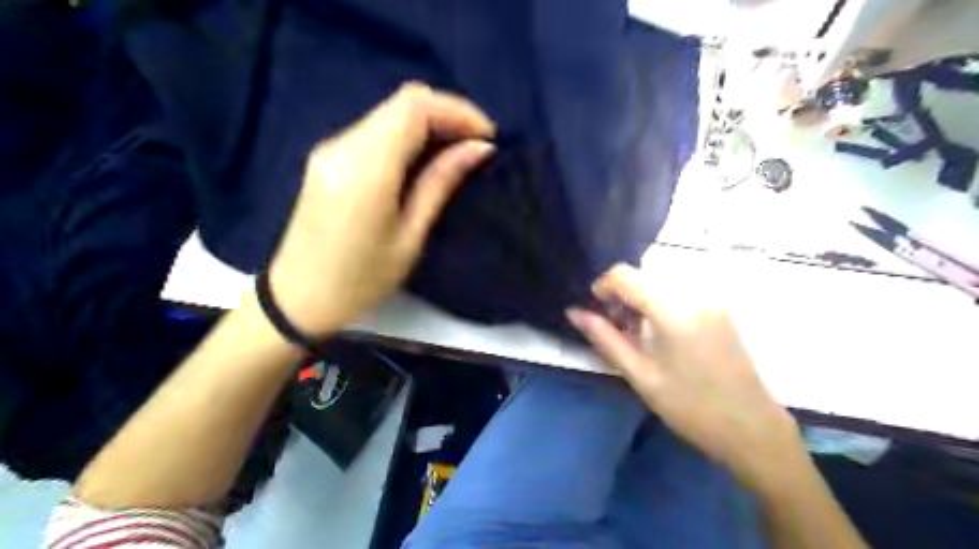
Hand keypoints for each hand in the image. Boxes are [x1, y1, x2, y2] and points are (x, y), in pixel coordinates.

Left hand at [267, 84, 493, 337]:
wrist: (298, 299)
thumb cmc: (360, 281)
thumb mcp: (409, 237)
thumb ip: (440, 183)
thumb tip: (478, 148)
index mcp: (366, 168)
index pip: (414, 106)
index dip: (457, 111)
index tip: (487, 136)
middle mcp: (343, 146)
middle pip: (402, 103)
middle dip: (447, 115)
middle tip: (477, 145)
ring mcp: (331, 149)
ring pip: (389, 114)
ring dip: (429, 125)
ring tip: (458, 153)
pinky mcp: (328, 158)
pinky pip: (376, 131)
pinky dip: (407, 136)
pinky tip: (425, 161)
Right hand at [567, 262, 801, 493]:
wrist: (751, 427)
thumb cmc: (690, 407)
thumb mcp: (640, 375)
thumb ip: (605, 338)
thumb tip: (574, 312)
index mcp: (673, 310)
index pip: (625, 274)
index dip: (602, 286)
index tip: (597, 311)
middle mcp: (695, 292)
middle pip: (642, 274)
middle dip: (621, 293)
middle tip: (616, 326)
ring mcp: (712, 297)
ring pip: (659, 279)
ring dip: (640, 296)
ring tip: (637, 330)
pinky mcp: (720, 305)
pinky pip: (678, 288)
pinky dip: (660, 299)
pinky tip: (660, 329)